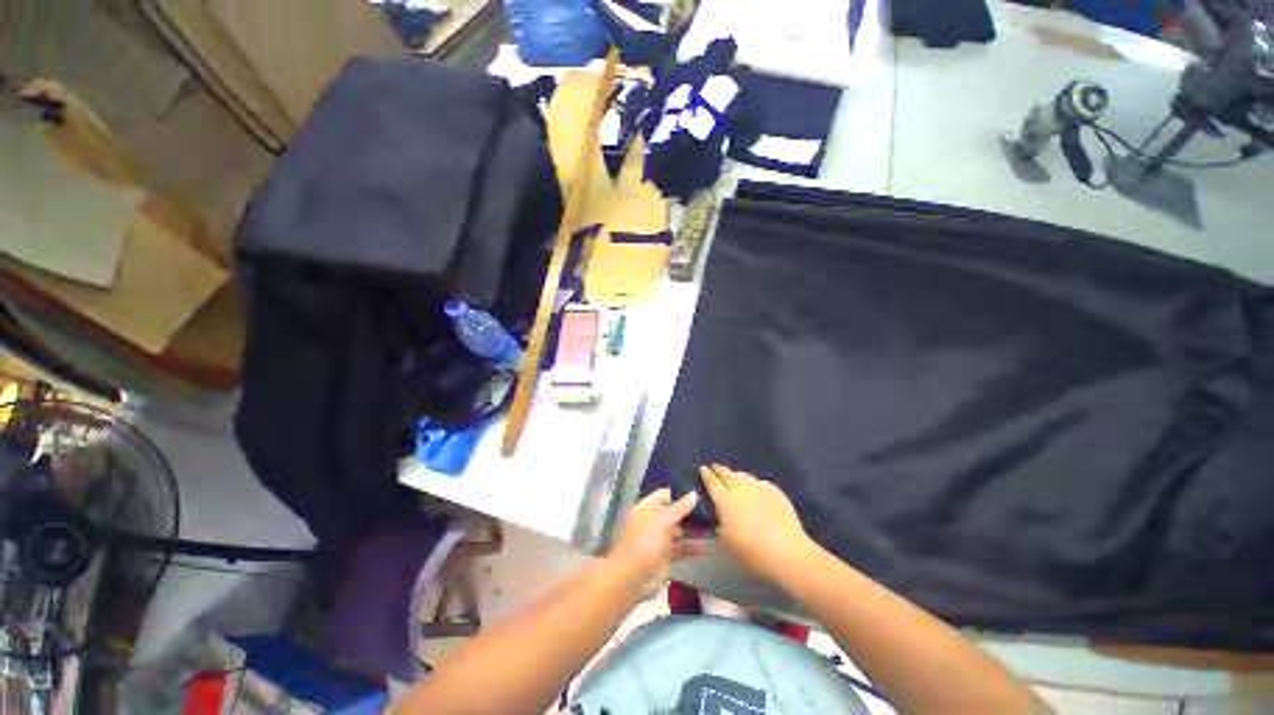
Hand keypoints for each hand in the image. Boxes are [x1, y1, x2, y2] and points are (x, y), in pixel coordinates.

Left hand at [609, 488, 703, 598]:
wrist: (632, 578)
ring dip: (694, 529)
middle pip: (674, 512)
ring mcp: (659, 538)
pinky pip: (681, 548)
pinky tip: (707, 547)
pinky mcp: (665, 556)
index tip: (700, 492)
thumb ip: (680, 507)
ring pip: (679, 530)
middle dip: (690, 511)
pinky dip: (692, 547)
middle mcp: (653, 520)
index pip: (665, 494)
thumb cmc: (645, 542)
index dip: (681, 493)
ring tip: (714, 526)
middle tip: (712, 509)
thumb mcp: (663, 521)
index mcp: (647, 507)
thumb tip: (694, 494)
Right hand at [700, 464, 815, 583]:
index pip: (711, 481)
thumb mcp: (726, 542)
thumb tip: (721, 519)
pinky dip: (753, 484)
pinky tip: (755, 490)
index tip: (702, 468)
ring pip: (743, 475)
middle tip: (715, 467)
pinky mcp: (774, 490)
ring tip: (734, 477)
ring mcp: (758, 487)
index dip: (706, 474)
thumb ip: (720, 525)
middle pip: (726, 473)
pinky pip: (759, 483)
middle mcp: (740, 488)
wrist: (786, 551)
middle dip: (719, 469)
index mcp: (724, 499)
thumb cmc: (751, 550)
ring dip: (736, 475)